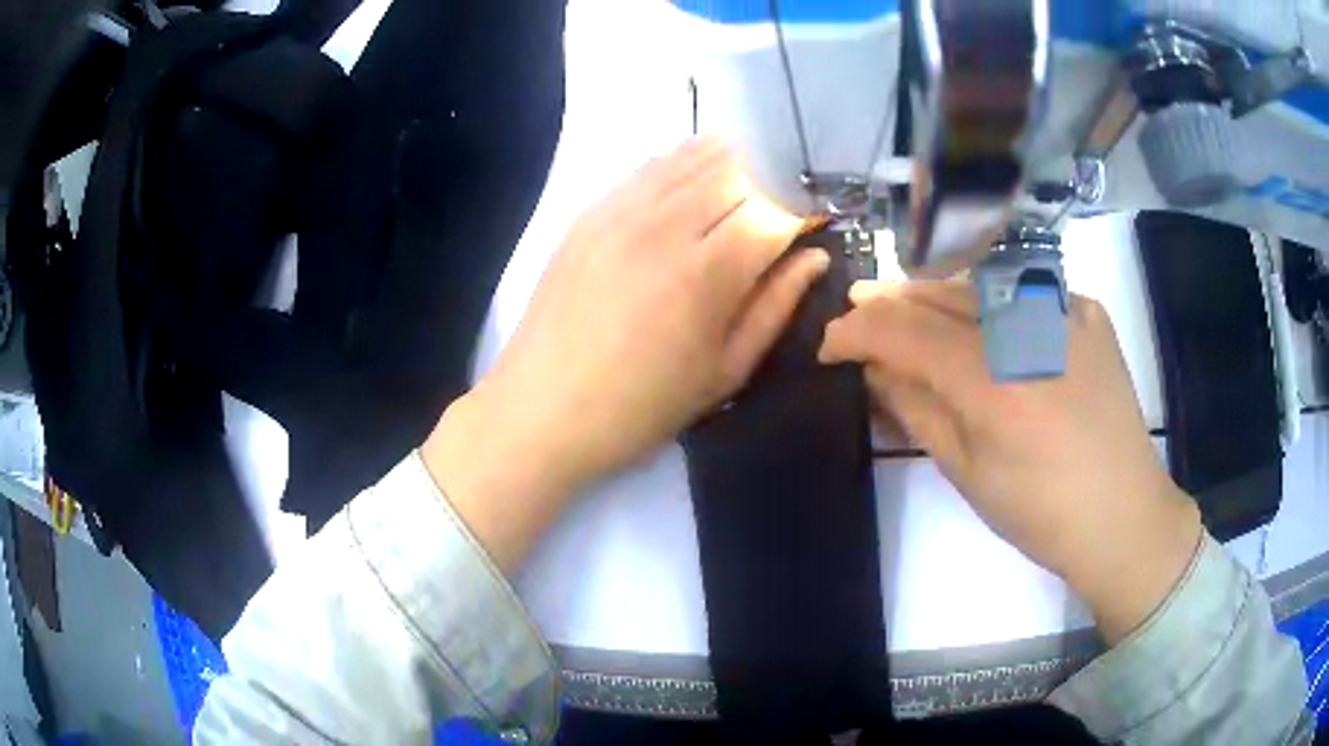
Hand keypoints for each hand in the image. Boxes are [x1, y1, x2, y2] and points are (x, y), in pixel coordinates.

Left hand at [423, 137, 826, 569]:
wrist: (543, 408)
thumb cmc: (642, 406)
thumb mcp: (724, 371)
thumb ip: (775, 306)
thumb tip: (814, 257)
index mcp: (707, 273)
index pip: (773, 213)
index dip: (798, 220)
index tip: (802, 237)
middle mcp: (666, 226)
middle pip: (737, 172)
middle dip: (767, 190)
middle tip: (767, 222)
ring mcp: (621, 211)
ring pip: (692, 156)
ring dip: (728, 169)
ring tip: (734, 200)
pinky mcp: (591, 211)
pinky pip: (649, 167)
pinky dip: (681, 166)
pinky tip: (688, 190)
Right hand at [820, 280, 1201, 641]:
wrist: (1123, 513)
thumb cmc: (1040, 512)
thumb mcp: (966, 473)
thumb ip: (916, 409)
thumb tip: (874, 367)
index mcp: (992, 382)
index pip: (903, 332)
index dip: (857, 331)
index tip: (830, 342)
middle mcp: (1027, 328)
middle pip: (938, 295)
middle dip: (889, 301)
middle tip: (856, 305)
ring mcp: (1063, 310)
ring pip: (980, 284)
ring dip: (934, 293)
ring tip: (905, 304)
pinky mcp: (1087, 310)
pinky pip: (1024, 292)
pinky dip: (991, 300)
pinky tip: (982, 319)